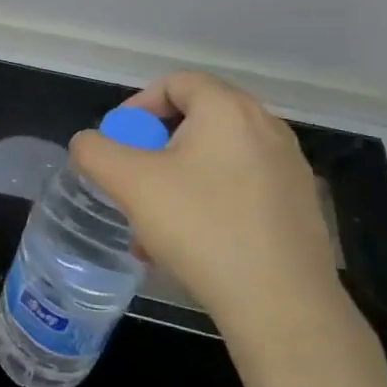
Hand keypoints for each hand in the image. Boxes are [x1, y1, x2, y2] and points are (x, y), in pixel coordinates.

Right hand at [68, 71, 345, 344]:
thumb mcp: (130, 183)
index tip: (118, 143)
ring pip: (215, 160)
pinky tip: (188, 245)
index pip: (176, 82)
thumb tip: (88, 143)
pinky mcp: (298, 206)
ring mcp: (288, 168)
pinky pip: (239, 188)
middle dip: (154, 149)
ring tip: (152, 224)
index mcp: (228, 110)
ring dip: (176, 181)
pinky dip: (207, 202)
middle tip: (132, 182)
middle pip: (195, 121)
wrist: (282, 304)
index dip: (138, 106)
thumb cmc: (202, 228)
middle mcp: (266, 128)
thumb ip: (95, 151)